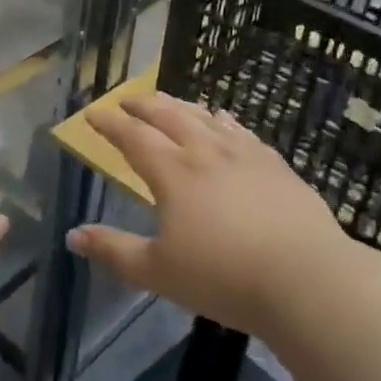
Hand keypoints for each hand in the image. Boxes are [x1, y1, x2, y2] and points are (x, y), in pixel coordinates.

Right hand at [70, 93, 349, 337]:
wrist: (308, 280)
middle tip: (127, 99)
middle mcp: (206, 153)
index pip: (133, 138)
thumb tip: (73, 235)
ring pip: (205, 118)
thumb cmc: (224, 278)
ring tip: (168, 101)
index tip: (92, 113)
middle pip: (168, 116)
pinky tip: (224, 120)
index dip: (110, 123)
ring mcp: (245, 156)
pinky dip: (223, 121)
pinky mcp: (276, 167)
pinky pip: (242, 132)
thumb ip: (114, 251)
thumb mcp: (158, 272)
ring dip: (180, 106)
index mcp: (173, 173)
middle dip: (143, 105)